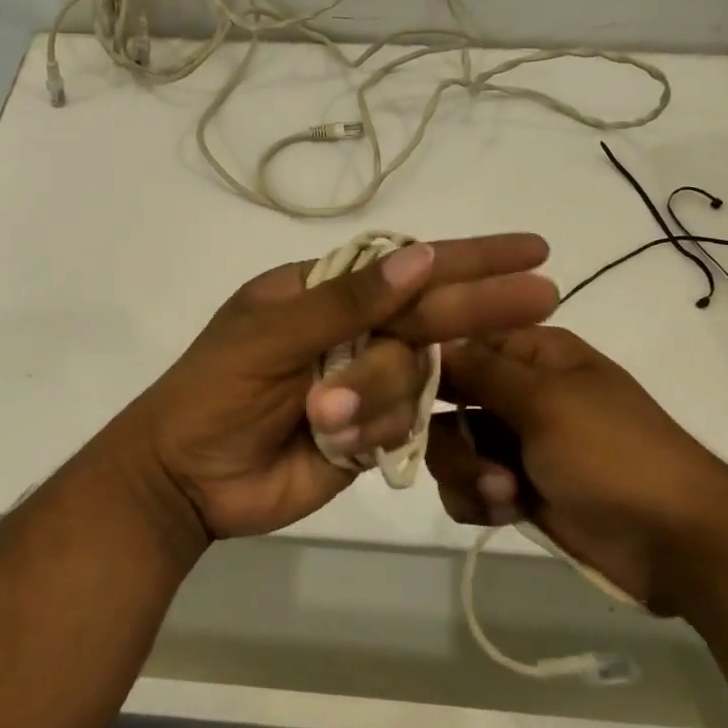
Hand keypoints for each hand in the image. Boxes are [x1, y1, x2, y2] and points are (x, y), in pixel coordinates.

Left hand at [120, 235, 558, 539]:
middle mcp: (350, 330)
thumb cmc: (213, 392)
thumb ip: (347, 302)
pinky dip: (376, 433)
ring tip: (317, 420)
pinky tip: (335, 443)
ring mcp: (362, 383)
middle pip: (427, 314)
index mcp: (322, 291)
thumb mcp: (271, 338)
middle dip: (479, 307)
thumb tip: (421, 258)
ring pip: (414, 376)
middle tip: (543, 297)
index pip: (406, 266)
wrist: (184, 479)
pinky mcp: (368, 433)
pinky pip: (403, 425)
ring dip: (374, 398)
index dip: (467, 257)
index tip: (527, 249)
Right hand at [425, 327, 727, 610]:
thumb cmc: (614, 454)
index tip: (397, 384)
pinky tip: (510, 511)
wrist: (675, 543)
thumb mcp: (546, 402)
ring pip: (448, 448)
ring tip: (505, 495)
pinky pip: (466, 486)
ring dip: (467, 474)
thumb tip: (427, 335)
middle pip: (443, 399)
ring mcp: (514, 441)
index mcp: (533, 353)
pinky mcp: (513, 487)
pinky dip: (480, 500)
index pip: (460, 339)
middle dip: (451, 436)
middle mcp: (516, 391)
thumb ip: (480, 370)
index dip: (427, 361)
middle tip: (476, 460)